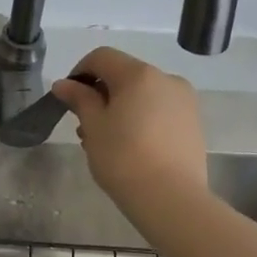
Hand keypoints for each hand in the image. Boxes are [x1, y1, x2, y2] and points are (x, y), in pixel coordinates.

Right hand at [52, 47, 209, 222]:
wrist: (171, 199)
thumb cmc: (124, 158)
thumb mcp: (93, 126)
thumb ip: (79, 99)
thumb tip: (63, 84)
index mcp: (139, 74)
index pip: (102, 57)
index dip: (80, 72)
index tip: (68, 98)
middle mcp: (166, 79)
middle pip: (124, 75)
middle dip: (100, 94)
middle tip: (84, 125)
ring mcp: (184, 102)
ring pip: (142, 95)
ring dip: (120, 108)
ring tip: (105, 141)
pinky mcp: (193, 124)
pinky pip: (159, 111)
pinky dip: (140, 119)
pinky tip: (129, 147)